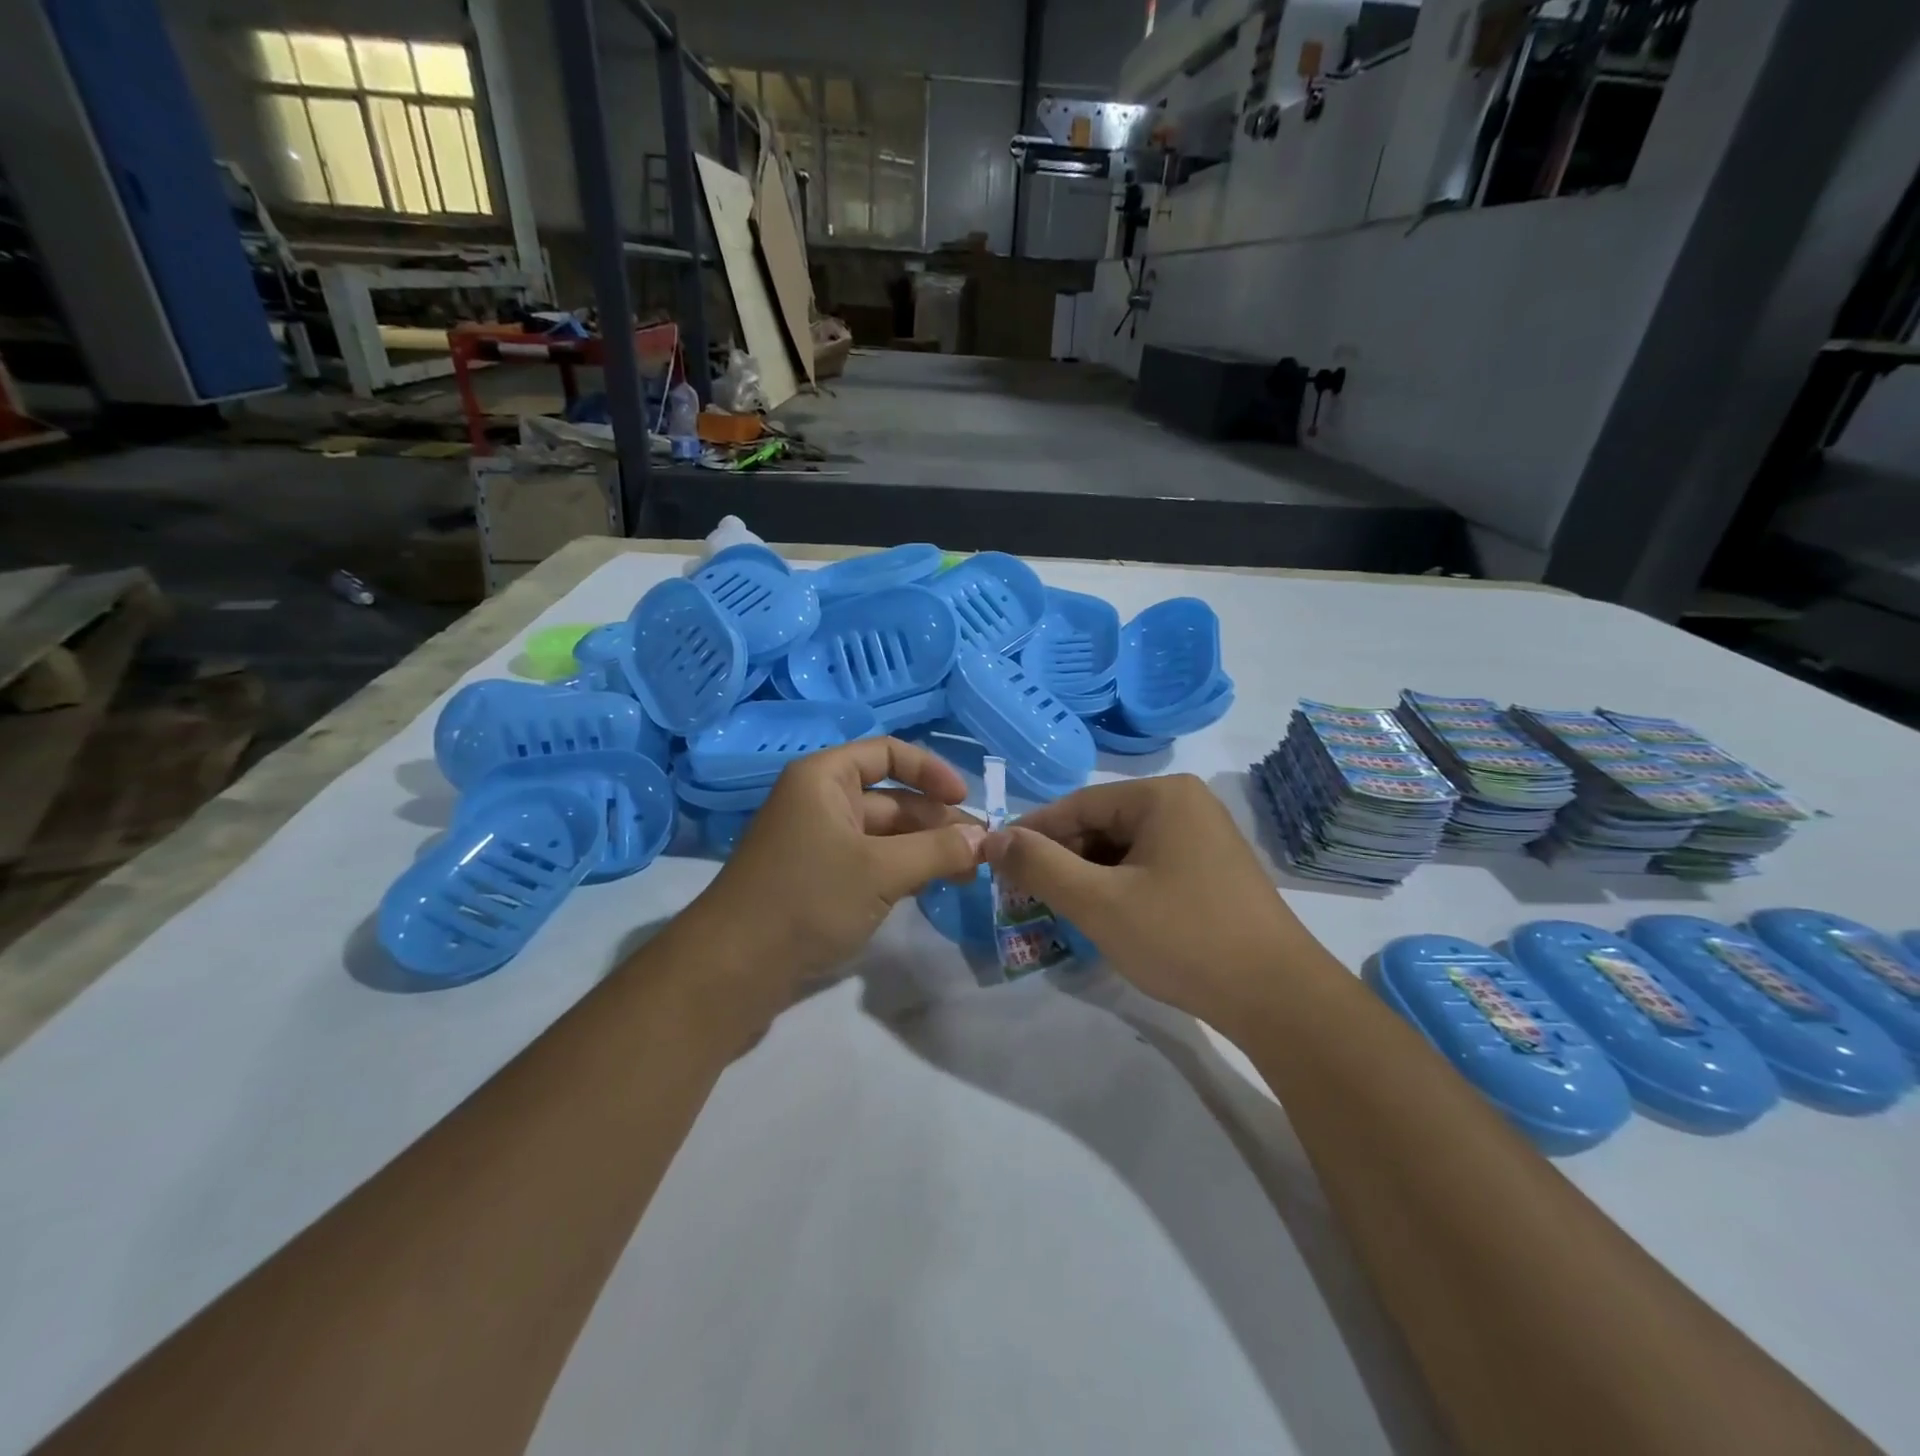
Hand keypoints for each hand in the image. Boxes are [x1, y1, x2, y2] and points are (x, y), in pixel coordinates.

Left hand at [669, 738, 985, 1037]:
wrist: (732, 969)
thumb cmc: (807, 899)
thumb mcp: (881, 871)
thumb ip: (937, 850)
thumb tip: (985, 839)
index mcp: (825, 778)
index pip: (888, 754)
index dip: (931, 771)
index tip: (966, 801)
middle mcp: (820, 802)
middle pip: (891, 798)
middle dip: (936, 821)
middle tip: (981, 852)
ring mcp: (817, 843)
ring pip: (883, 835)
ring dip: (924, 849)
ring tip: (967, 874)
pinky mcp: (817, 881)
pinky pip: (870, 863)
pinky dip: (901, 871)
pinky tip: (930, 889)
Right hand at [984, 774, 1320, 1029]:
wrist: (1278, 999)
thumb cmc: (1183, 938)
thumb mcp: (1099, 902)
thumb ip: (1040, 866)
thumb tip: (992, 838)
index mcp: (1162, 795)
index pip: (1077, 805)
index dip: (1032, 833)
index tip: (995, 861)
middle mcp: (1186, 805)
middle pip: (1101, 825)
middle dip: (1062, 859)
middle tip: (1026, 895)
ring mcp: (1204, 838)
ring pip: (1124, 850)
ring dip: (1088, 877)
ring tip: (1059, 910)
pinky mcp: (1212, 872)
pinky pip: (1149, 867)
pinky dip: (1119, 888)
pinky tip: (1105, 918)